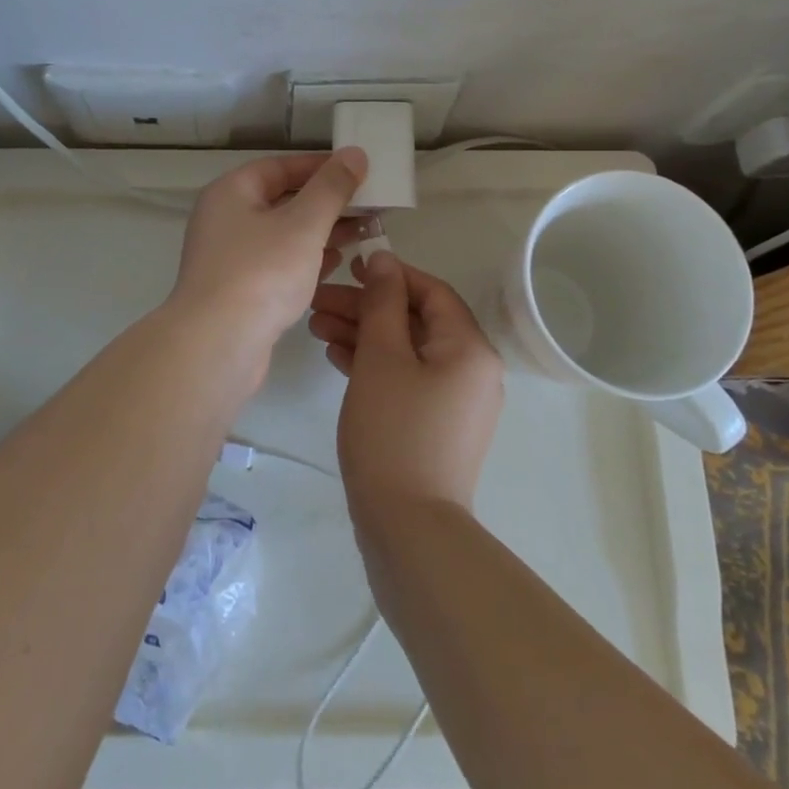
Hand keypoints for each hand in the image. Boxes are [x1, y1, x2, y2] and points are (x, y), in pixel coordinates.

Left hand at [168, 149, 368, 357]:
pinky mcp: (239, 291)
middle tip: (369, 206)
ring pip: (283, 235)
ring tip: (364, 233)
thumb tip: (354, 153)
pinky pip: (278, 265)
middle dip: (326, 203)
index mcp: (231, 193)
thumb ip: (331, 188)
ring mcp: (230, 258)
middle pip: (282, 201)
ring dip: (321, 233)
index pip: (280, 166)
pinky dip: (307, 260)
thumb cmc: (261, 273)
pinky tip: (337, 264)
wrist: (217, 345)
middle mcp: (225, 220)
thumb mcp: (304, 224)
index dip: (320, 166)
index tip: (358, 171)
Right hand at [309, 250, 503, 512]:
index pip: (432, 292)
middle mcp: (471, 369)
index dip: (390, 275)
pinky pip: (406, 378)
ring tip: (316, 327)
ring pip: (407, 350)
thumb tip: (384, 260)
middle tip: (319, 302)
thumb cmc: (394, 431)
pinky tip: (336, 357)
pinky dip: (374, 365)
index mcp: (470, 348)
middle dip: (366, 308)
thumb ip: (382, 302)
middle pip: (415, 321)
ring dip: (364, 335)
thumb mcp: (382, 357)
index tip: (348, 269)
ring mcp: (455, 400)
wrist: (407, 528)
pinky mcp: (436, 424)